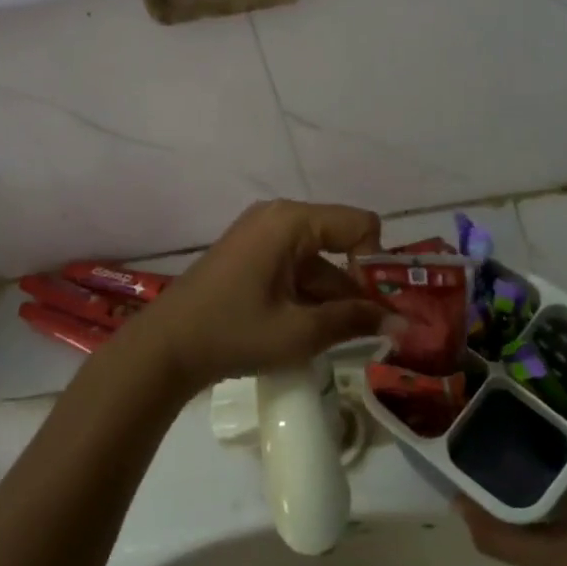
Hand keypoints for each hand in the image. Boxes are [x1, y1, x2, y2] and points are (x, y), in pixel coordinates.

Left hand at [123, 200, 401, 396]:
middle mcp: (279, 217)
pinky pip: (294, 265)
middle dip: (355, 285)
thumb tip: (402, 325)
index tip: (372, 305)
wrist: (164, 348)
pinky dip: (308, 294)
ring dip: (332, 295)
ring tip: (336, 339)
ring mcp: (261, 234)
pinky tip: (308, 330)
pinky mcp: (250, 254)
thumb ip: (355, 321)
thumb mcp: (300, 332)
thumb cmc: (233, 333)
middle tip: (368, 330)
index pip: (360, 224)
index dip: (374, 263)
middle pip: (339, 241)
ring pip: (317, 259)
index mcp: (292, 221)